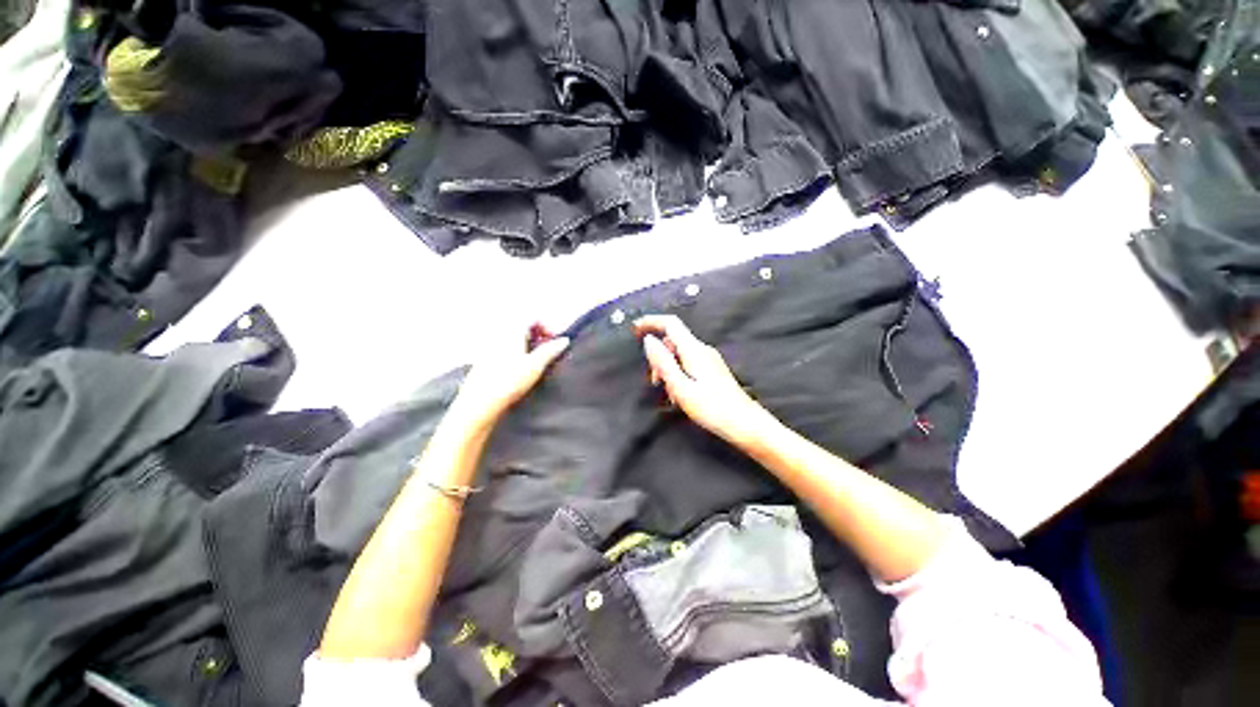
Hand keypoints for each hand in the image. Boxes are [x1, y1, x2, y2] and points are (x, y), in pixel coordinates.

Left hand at [448, 324, 569, 431]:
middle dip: (538, 336)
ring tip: (535, 362)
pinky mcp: (483, 359)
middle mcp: (498, 333)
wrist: (479, 403)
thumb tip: (564, 340)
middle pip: (522, 326)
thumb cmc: (509, 381)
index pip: (532, 317)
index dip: (547, 326)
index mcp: (511, 330)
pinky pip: (503, 348)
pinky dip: (515, 352)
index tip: (554, 342)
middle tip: (547, 351)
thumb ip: (551, 350)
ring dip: (527, 345)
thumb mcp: (536, 365)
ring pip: (513, 338)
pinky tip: (519, 370)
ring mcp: (488, 346)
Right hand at [634, 315, 776, 447]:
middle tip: (655, 382)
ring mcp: (709, 359)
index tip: (634, 329)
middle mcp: (702, 349)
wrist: (744, 423)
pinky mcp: (712, 369)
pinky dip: (678, 374)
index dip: (651, 322)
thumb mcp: (680, 386)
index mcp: (693, 350)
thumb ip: (663, 362)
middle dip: (658, 357)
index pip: (670, 324)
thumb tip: (649, 340)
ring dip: (668, 369)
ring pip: (679, 354)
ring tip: (670, 394)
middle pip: (672, 341)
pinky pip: (688, 363)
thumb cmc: (711, 407)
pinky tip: (680, 395)